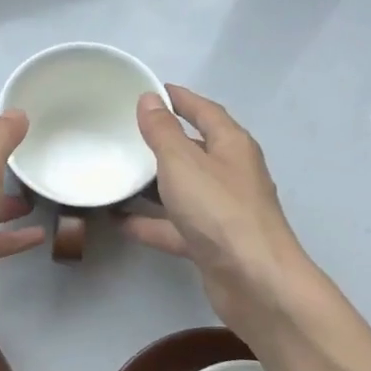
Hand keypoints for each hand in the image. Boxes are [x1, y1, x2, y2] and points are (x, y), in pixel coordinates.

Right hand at [123, 85, 309, 336]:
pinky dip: (149, 222)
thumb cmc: (220, 211)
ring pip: (181, 190)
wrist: (254, 280)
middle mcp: (230, 174)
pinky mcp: (210, 242)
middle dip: (161, 141)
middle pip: (193, 150)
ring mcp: (221, 211)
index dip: (180, 98)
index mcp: (231, 146)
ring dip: (151, 184)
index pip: (204, 111)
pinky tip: (119, 221)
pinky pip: (173, 225)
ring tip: (115, 174)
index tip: (151, 90)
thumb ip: (162, 132)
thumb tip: (149, 100)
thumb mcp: (183, 163)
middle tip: (123, 133)